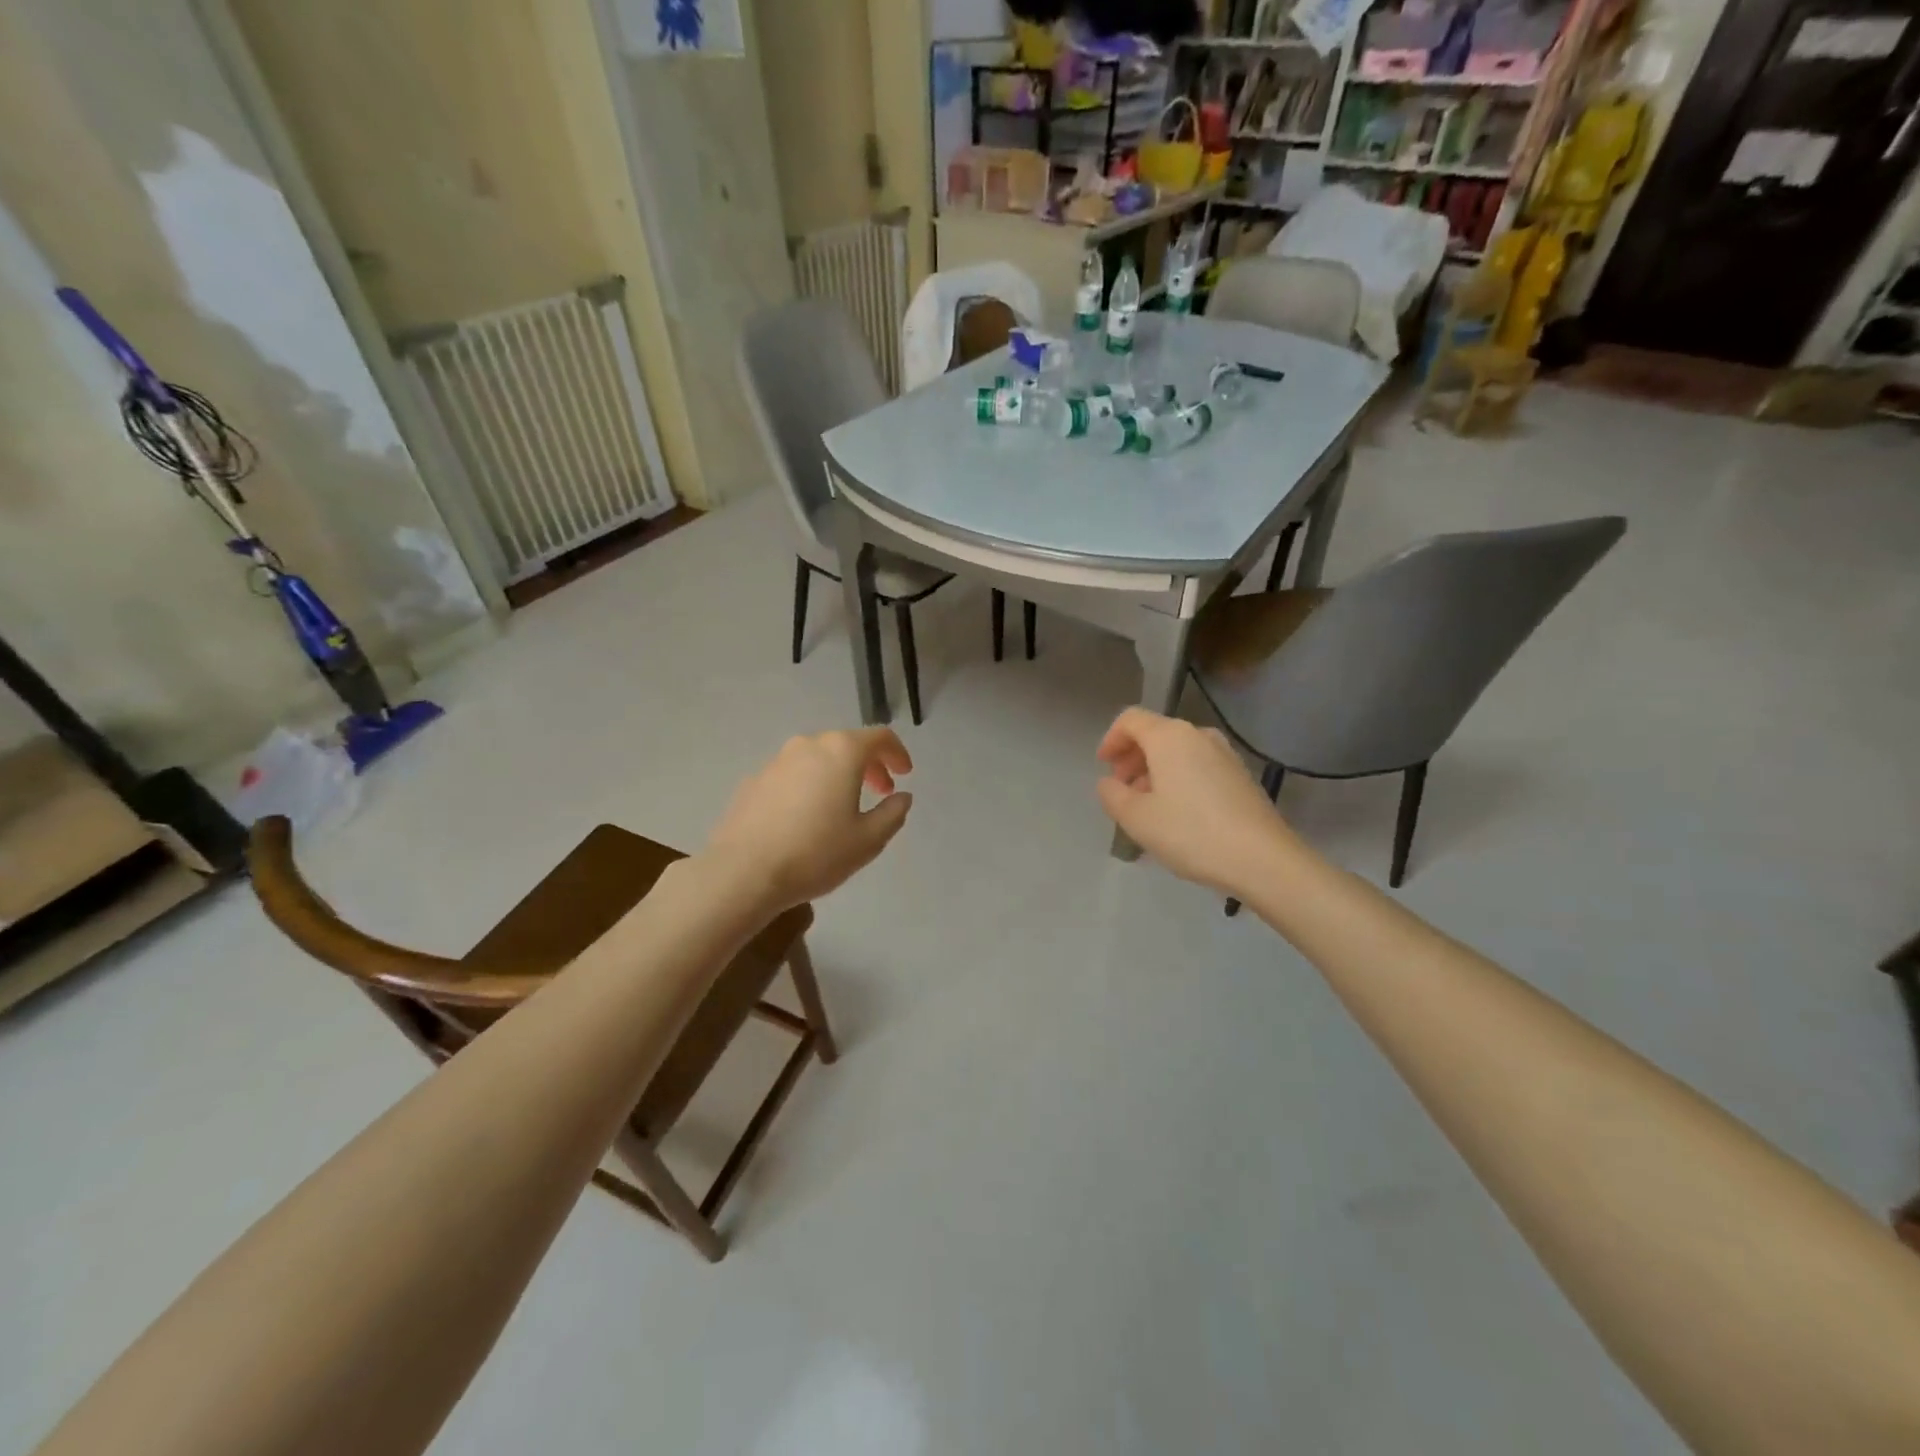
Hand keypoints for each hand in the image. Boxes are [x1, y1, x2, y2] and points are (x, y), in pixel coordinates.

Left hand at [706, 729, 914, 907]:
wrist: (743, 872)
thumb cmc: (815, 853)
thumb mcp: (868, 840)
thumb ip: (892, 813)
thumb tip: (901, 797)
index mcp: (841, 751)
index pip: (879, 737)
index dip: (897, 753)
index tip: (904, 774)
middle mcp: (808, 745)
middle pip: (846, 744)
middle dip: (869, 764)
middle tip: (880, 792)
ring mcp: (776, 761)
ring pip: (817, 757)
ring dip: (837, 774)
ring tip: (843, 805)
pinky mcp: (754, 781)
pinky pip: (793, 774)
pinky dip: (810, 785)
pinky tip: (807, 817)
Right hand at [1096, 708, 1295, 896]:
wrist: (1262, 859)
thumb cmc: (1191, 833)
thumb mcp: (1136, 818)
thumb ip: (1112, 795)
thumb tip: (1108, 783)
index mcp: (1169, 737)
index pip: (1130, 720)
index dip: (1111, 739)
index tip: (1103, 766)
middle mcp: (1198, 735)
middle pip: (1155, 734)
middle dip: (1132, 757)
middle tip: (1121, 789)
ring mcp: (1225, 754)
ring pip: (1178, 752)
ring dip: (1155, 771)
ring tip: (1147, 806)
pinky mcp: (1241, 776)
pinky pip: (1198, 767)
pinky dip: (1179, 780)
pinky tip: (1178, 814)